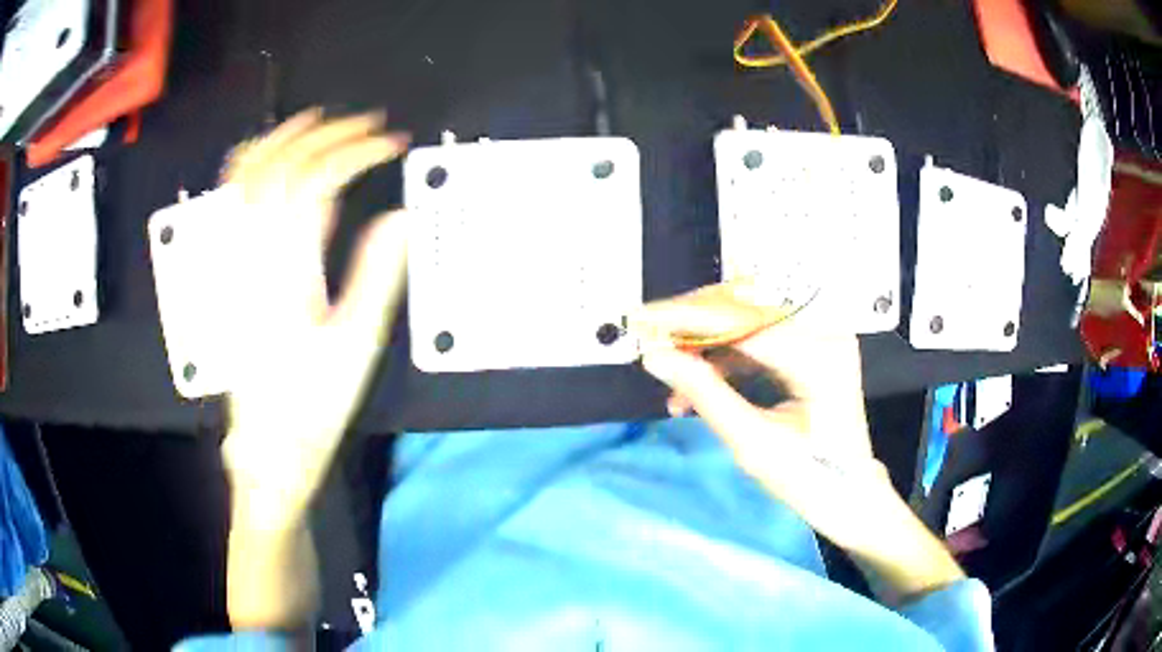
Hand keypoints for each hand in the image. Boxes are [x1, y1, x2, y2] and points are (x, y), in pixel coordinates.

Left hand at [219, 109, 411, 528]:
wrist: (266, 446)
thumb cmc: (312, 404)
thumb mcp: (355, 346)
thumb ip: (376, 274)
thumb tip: (400, 216)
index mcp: (284, 271)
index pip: (316, 181)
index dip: (356, 152)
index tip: (393, 144)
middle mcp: (250, 254)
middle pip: (280, 166)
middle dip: (328, 134)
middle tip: (369, 126)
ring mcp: (232, 260)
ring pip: (246, 175)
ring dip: (284, 138)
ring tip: (321, 121)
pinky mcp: (226, 271)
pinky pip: (230, 201)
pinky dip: (250, 164)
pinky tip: (272, 156)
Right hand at [631, 280, 891, 547]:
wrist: (848, 493)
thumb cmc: (808, 478)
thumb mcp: (751, 442)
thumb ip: (704, 393)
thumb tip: (656, 357)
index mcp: (819, 356)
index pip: (742, 322)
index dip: (686, 318)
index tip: (641, 318)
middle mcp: (825, 332)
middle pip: (745, 310)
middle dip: (692, 324)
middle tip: (650, 342)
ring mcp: (821, 335)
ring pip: (747, 320)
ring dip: (705, 342)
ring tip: (673, 375)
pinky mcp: (812, 345)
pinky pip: (758, 337)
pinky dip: (725, 356)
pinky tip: (699, 382)